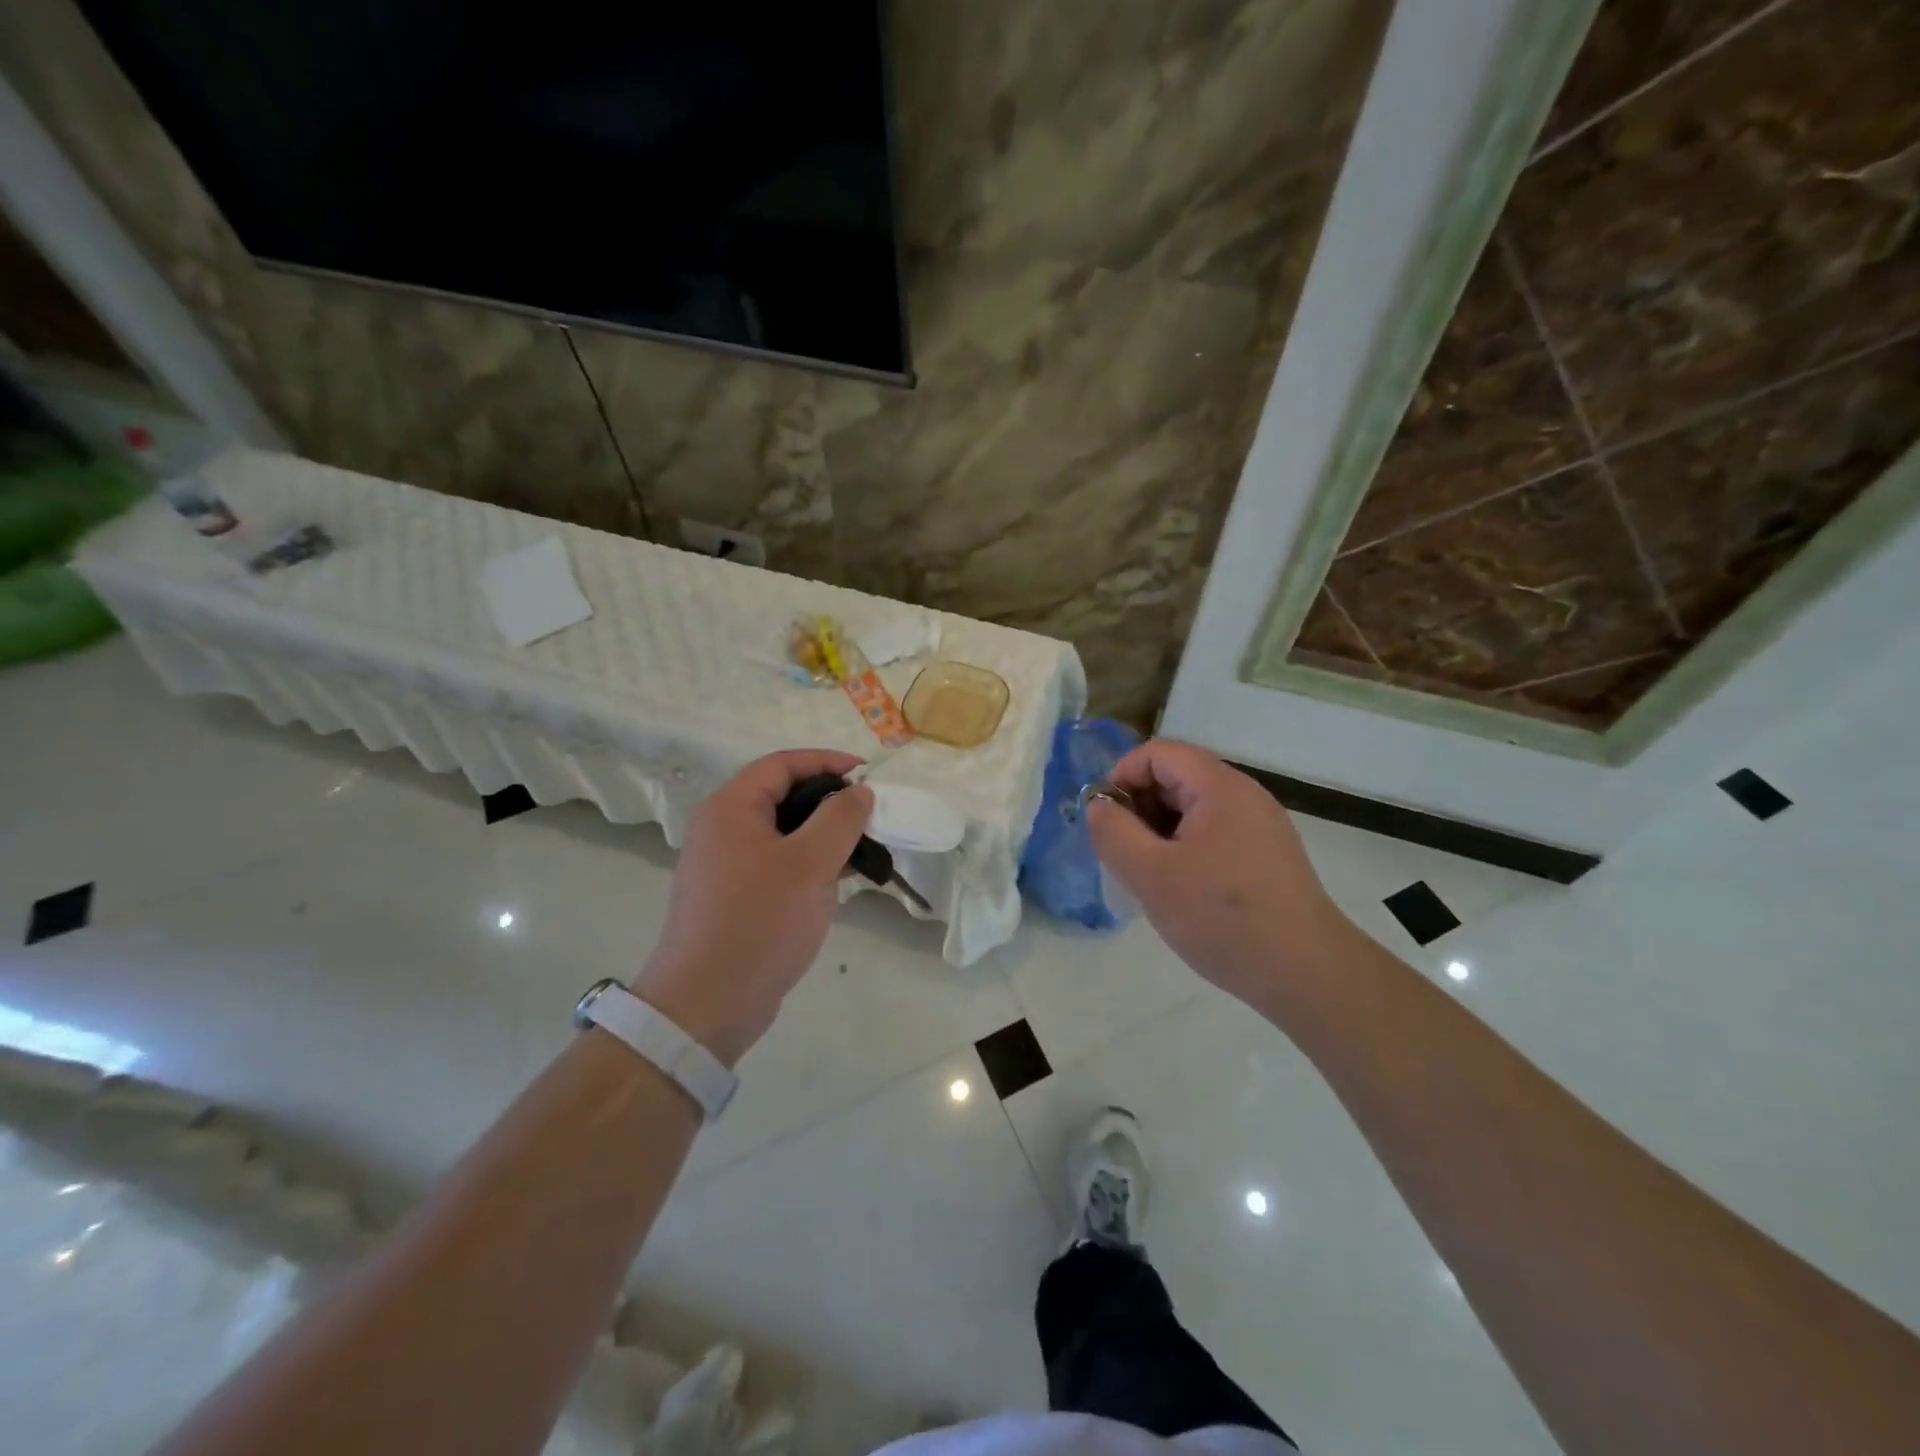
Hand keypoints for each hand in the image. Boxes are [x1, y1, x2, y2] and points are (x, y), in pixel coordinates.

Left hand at [633, 750, 873, 1065]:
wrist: (707, 1005)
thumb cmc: (759, 922)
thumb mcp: (810, 864)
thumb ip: (840, 819)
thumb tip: (859, 792)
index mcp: (730, 809)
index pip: (781, 764)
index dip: (826, 761)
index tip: (866, 775)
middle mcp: (722, 829)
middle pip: (782, 797)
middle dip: (829, 802)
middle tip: (869, 817)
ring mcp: (726, 866)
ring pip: (783, 833)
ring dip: (823, 836)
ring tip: (862, 852)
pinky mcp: (735, 898)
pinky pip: (778, 864)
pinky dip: (809, 864)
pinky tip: (838, 881)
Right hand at [1087, 739, 1348, 1004]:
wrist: (1307, 974)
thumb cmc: (1223, 918)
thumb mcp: (1151, 875)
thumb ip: (1114, 832)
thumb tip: (1099, 806)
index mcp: (1219, 787)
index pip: (1157, 753)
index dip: (1121, 778)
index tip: (1106, 823)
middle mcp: (1244, 795)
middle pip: (1176, 777)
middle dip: (1139, 807)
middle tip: (1123, 854)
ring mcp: (1260, 826)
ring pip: (1193, 809)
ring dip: (1159, 832)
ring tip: (1148, 877)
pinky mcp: (1267, 856)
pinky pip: (1214, 834)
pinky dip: (1185, 849)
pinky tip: (1180, 891)